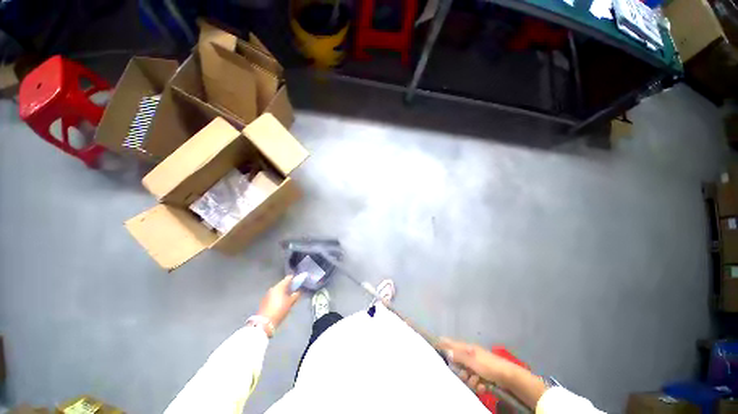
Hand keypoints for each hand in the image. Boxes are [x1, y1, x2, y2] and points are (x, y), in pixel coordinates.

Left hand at [256, 276, 301, 330]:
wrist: (264, 322)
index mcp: (280, 286)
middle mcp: (273, 288)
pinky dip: (278, 296)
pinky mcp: (264, 300)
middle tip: (294, 291)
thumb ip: (296, 295)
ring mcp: (268, 294)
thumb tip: (298, 291)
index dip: (294, 279)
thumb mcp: (290, 303)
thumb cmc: (279, 310)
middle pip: (283, 284)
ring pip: (278, 289)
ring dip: (283, 291)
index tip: (299, 282)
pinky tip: (281, 302)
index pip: (288, 278)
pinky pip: (274, 294)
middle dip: (288, 286)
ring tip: (288, 297)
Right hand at [437, 338, 517, 392]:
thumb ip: (457, 355)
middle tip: (464, 376)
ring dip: (470, 381)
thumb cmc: (488, 366)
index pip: (450, 343)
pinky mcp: (483, 375)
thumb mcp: (472, 360)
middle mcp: (470, 355)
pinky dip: (478, 385)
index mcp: (466, 348)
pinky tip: (483, 387)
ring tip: (478, 383)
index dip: (442, 345)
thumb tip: (445, 351)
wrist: (509, 377)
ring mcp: (477, 365)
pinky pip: (474, 381)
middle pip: (457, 363)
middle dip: (460, 372)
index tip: (434, 348)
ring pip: (466, 374)